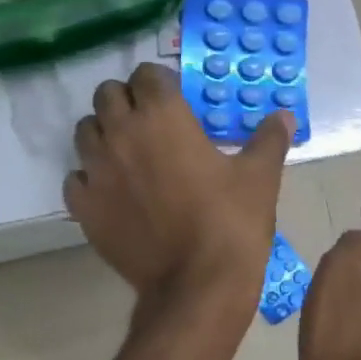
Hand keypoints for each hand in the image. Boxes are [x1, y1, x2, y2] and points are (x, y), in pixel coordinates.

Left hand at [65, 63, 293, 309]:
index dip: (159, 83)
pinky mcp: (83, 206)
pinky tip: (110, 193)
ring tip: (126, 154)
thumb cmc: (231, 222)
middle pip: (107, 94)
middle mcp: (121, 133)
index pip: (146, 74)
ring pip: (85, 131)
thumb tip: (285, 116)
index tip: (173, 100)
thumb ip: (269, 139)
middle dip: (126, 101)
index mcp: (162, 115)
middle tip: (148, 123)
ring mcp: (96, 170)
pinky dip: (89, 179)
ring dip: (103, 133)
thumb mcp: (259, 176)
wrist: (196, 285)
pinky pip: (75, 178)